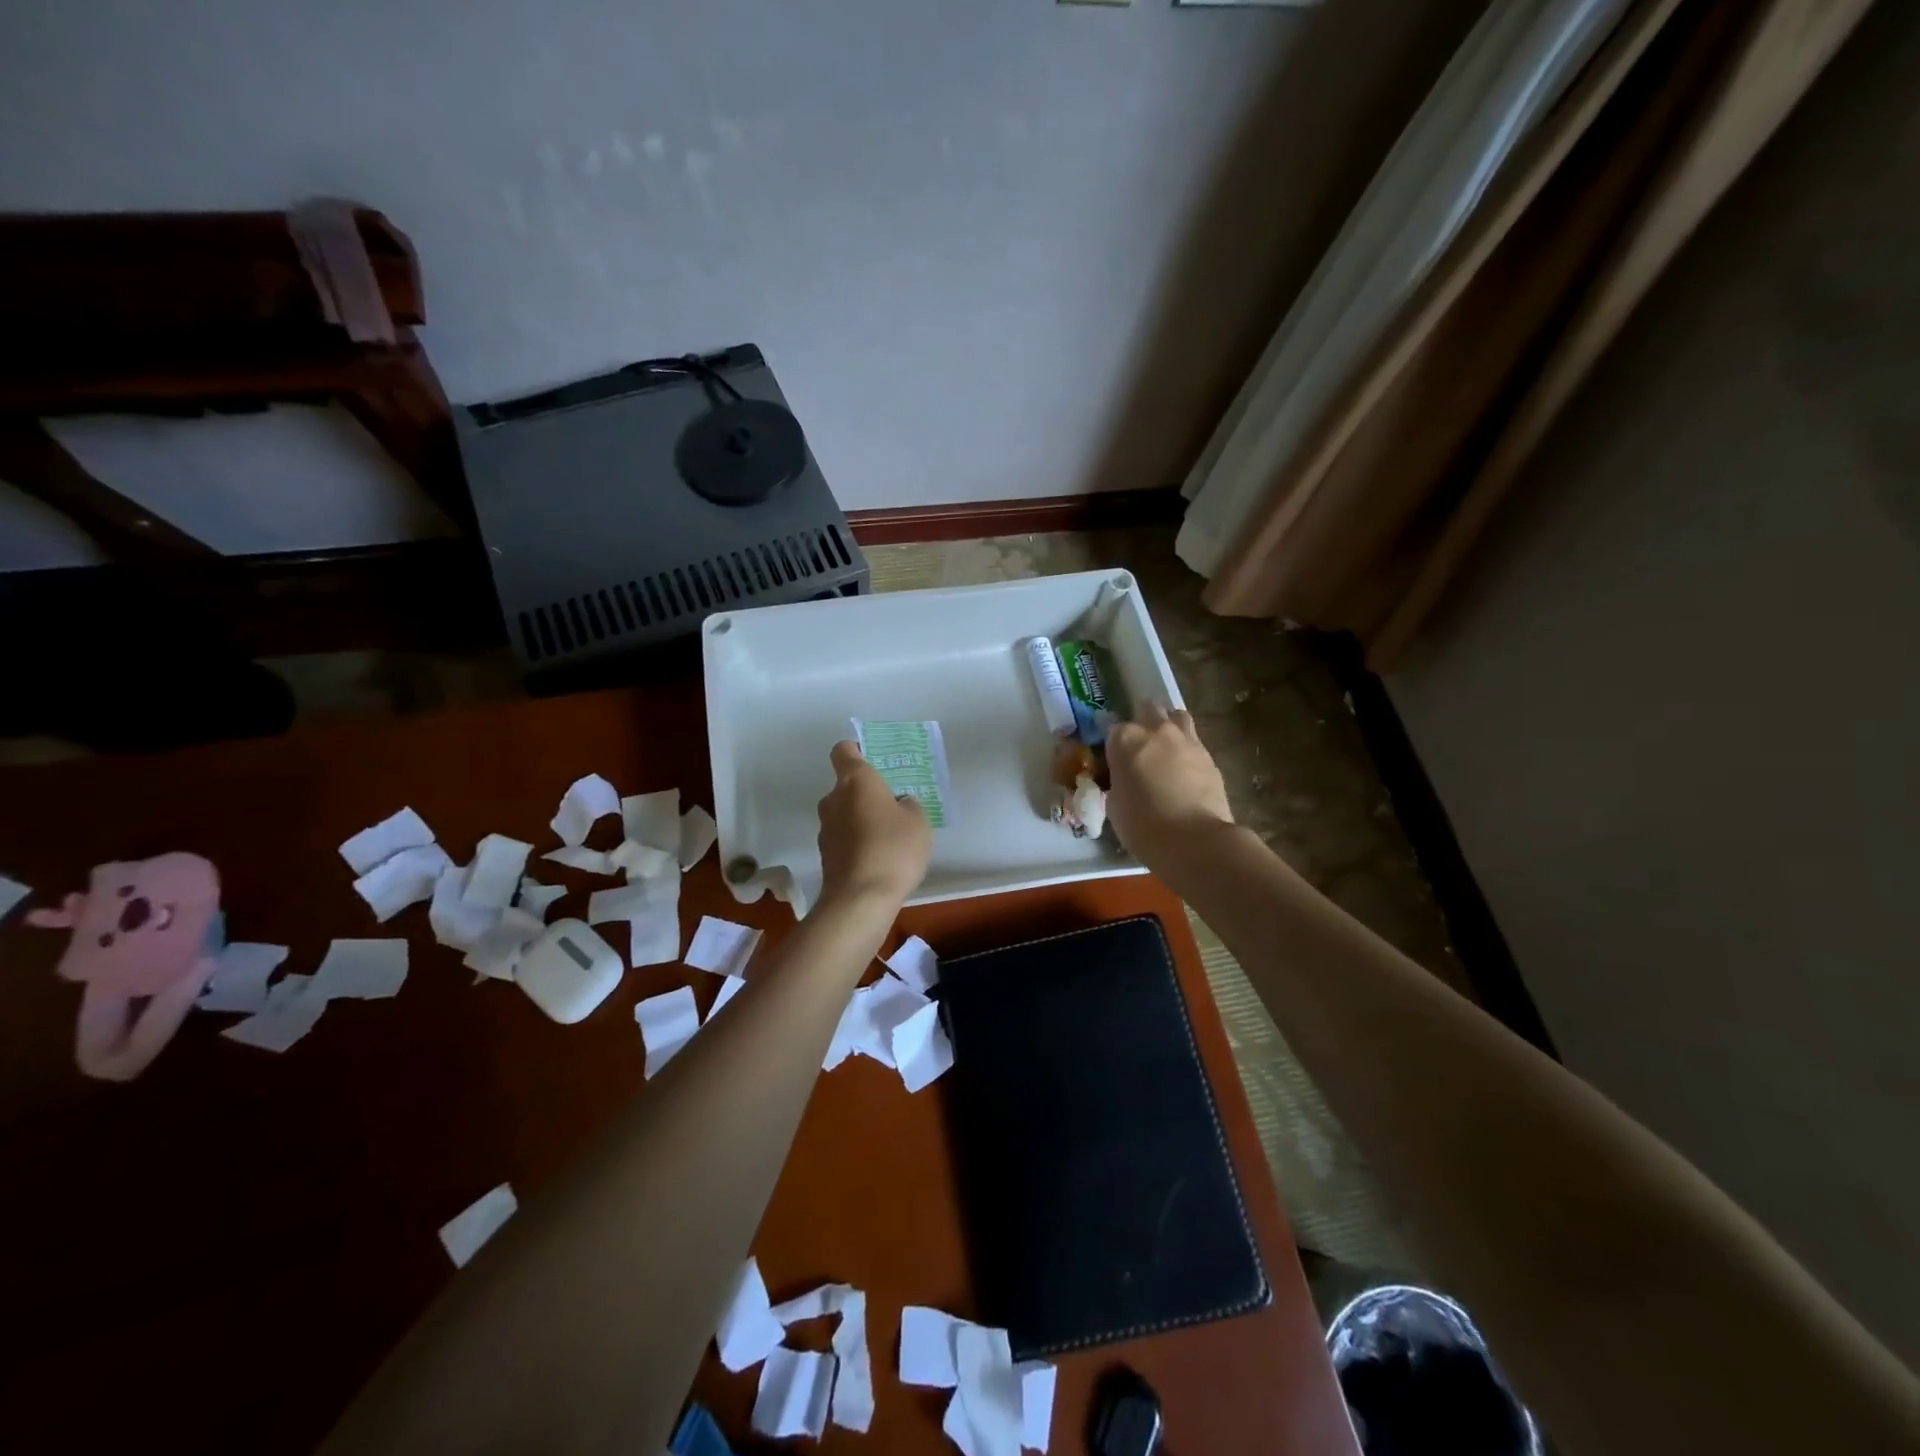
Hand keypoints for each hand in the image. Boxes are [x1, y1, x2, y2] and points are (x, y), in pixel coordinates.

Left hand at [816, 741, 933, 909]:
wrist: (860, 899)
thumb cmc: (893, 848)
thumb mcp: (918, 820)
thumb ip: (908, 804)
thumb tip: (898, 804)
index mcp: (855, 780)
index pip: (844, 751)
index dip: (856, 750)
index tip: (873, 759)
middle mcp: (833, 799)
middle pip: (846, 786)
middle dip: (866, 793)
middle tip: (893, 806)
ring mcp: (825, 829)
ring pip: (845, 814)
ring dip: (862, 820)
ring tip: (889, 838)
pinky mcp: (825, 856)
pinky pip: (844, 838)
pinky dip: (857, 842)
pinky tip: (878, 859)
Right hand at [1105, 704, 1234, 874]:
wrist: (1193, 840)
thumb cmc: (1141, 825)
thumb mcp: (1114, 803)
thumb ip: (1119, 781)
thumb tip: (1125, 780)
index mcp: (1125, 739)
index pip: (1112, 729)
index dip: (1112, 744)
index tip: (1113, 760)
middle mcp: (1156, 730)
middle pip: (1148, 710)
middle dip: (1143, 723)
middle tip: (1140, 747)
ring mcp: (1187, 740)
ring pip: (1177, 717)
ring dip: (1169, 726)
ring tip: (1166, 748)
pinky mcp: (1210, 757)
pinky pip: (1195, 743)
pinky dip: (1188, 751)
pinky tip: (1186, 772)